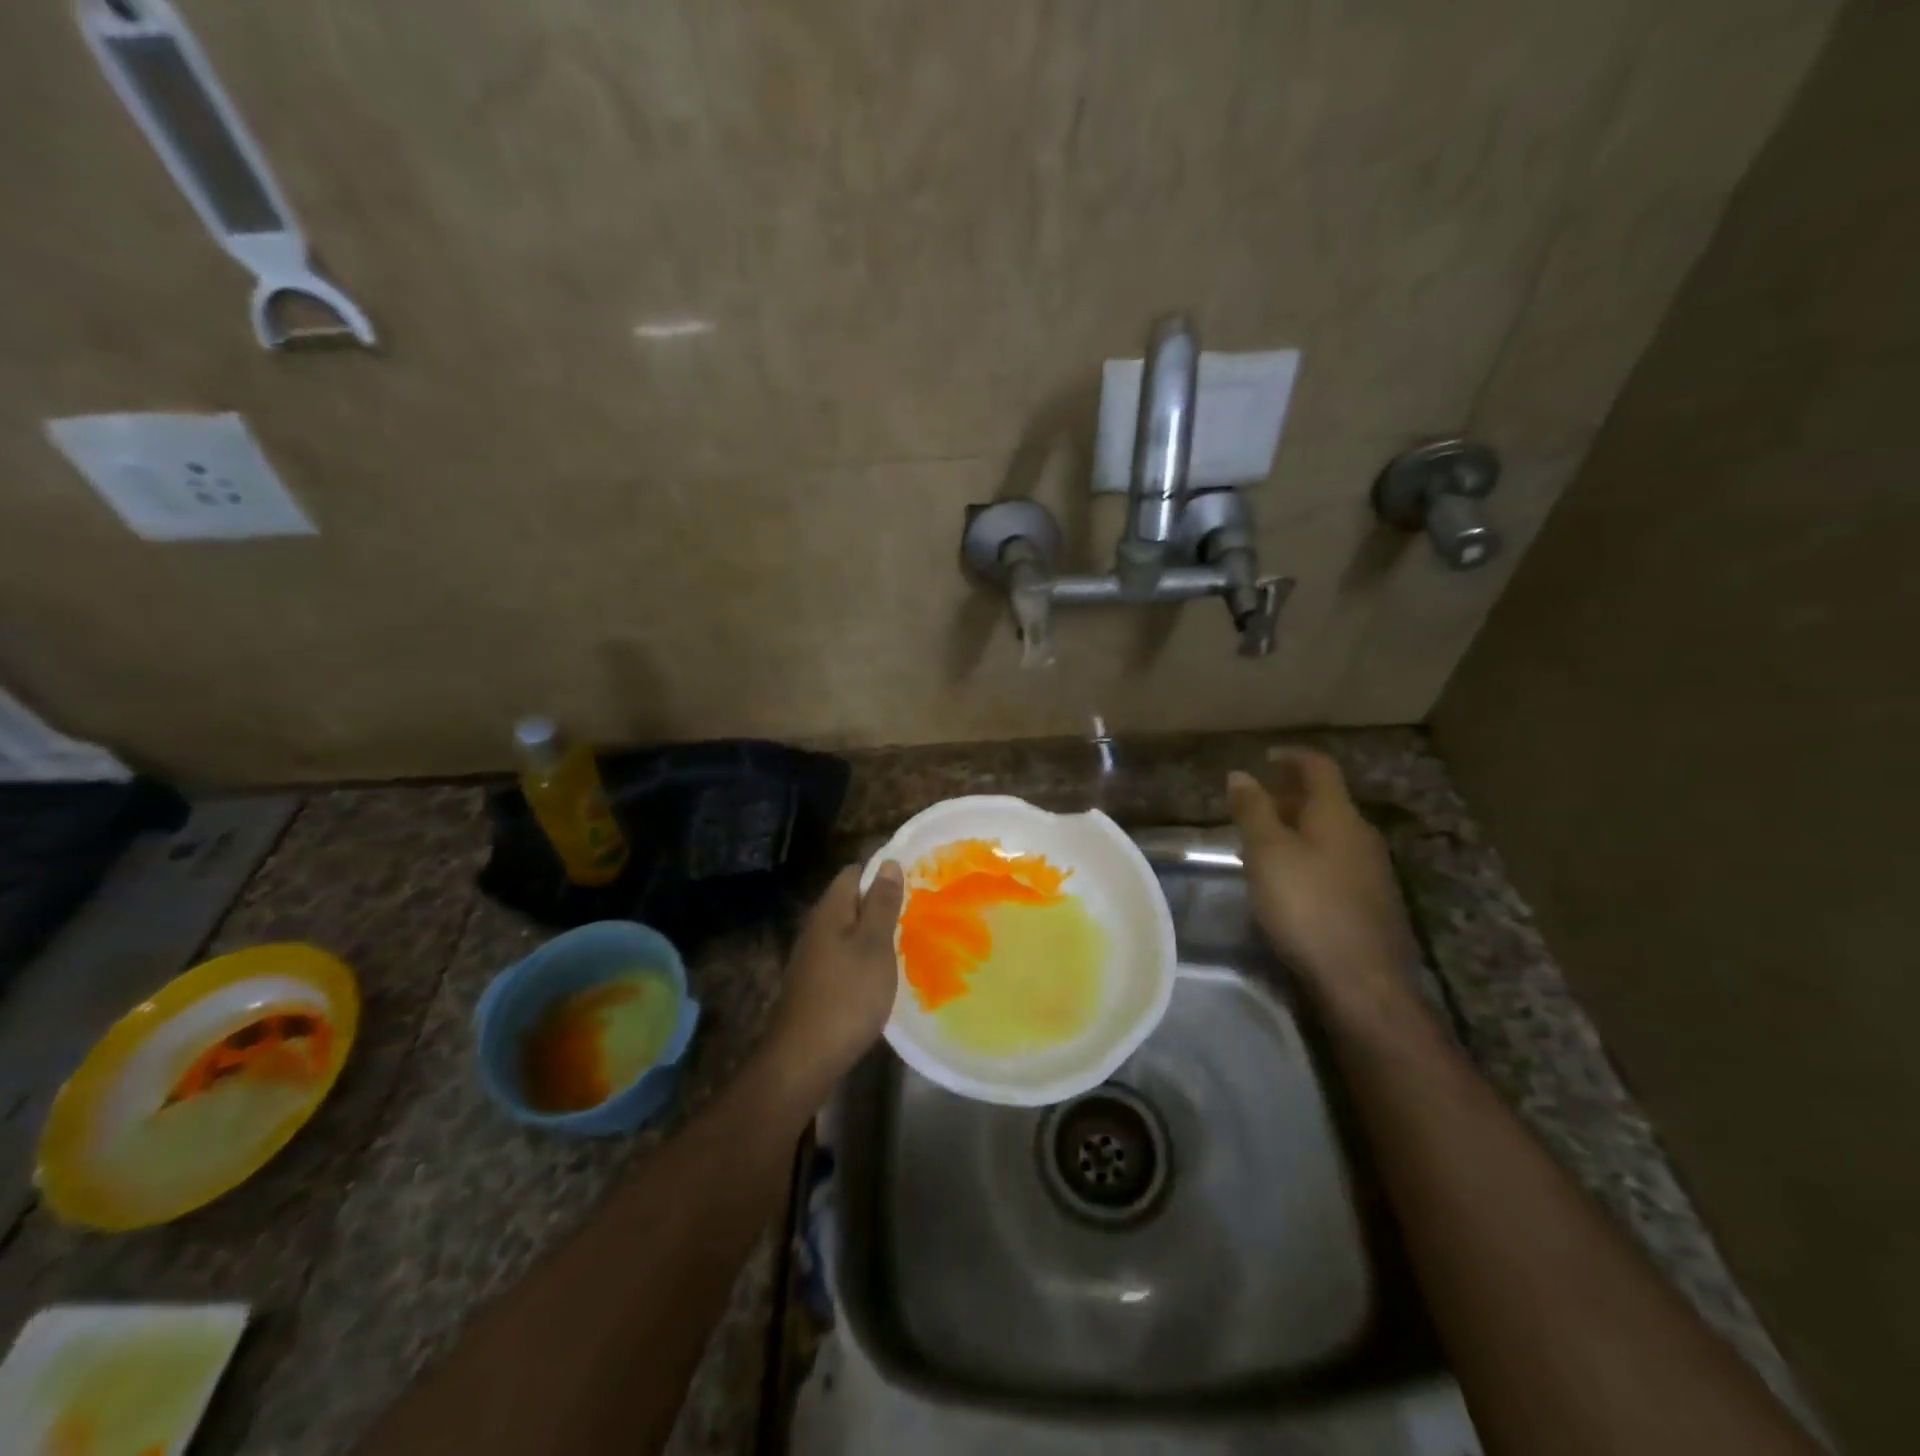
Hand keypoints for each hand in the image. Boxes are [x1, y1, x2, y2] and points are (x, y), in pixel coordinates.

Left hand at [763, 861, 904, 1094]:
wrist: (803, 1060)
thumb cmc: (846, 997)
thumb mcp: (874, 946)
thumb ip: (881, 904)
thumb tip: (888, 862)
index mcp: (829, 912)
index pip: (854, 873)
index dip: (882, 871)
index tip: (914, 879)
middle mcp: (816, 929)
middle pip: (850, 902)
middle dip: (881, 902)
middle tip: (919, 910)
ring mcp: (813, 959)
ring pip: (848, 931)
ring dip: (875, 932)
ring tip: (908, 939)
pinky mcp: (816, 985)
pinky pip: (844, 956)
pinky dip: (865, 957)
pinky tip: (883, 973)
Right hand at [1228, 752, 1418, 1021]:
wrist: (1362, 980)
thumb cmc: (1307, 906)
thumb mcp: (1267, 853)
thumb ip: (1254, 811)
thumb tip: (1241, 774)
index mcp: (1337, 815)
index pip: (1319, 768)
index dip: (1292, 757)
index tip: (1266, 757)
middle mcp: (1361, 835)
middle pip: (1325, 801)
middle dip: (1289, 796)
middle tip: (1254, 804)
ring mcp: (1371, 869)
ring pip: (1329, 833)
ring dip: (1297, 828)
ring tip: (1262, 842)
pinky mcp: (1371, 901)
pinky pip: (1335, 861)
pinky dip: (1308, 855)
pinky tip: (1288, 880)